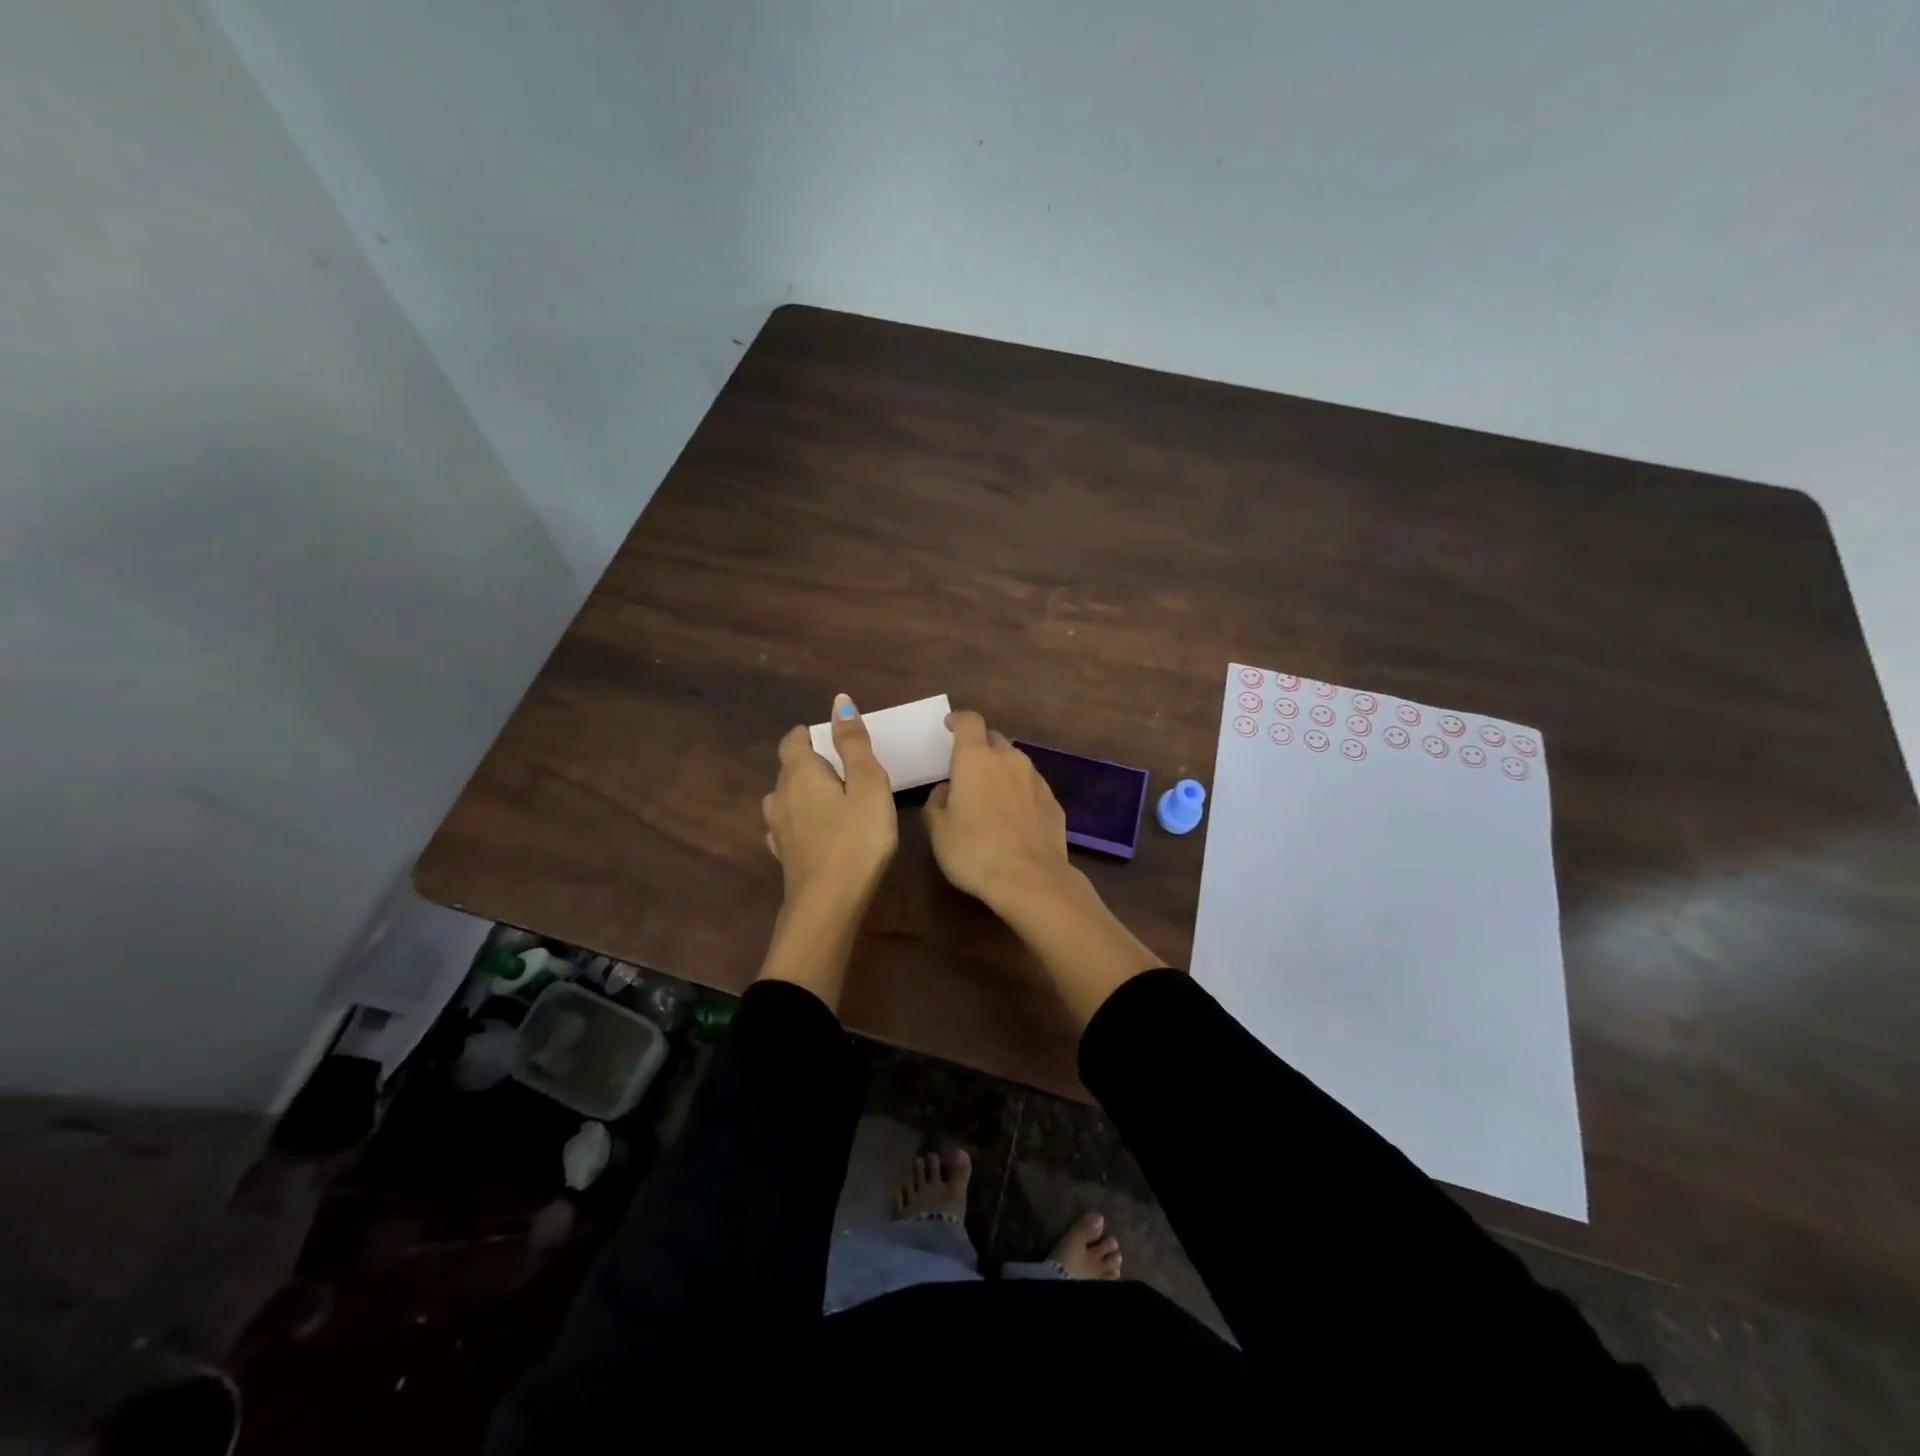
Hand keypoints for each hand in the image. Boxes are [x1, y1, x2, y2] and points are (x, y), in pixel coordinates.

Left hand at [762, 694, 898, 910]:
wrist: (828, 904)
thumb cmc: (856, 839)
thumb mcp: (868, 785)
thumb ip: (854, 743)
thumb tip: (839, 702)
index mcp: (800, 773)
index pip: (793, 741)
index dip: (809, 734)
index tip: (832, 739)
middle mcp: (781, 795)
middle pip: (787, 768)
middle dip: (810, 762)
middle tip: (844, 769)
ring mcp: (777, 828)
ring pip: (784, 797)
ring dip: (802, 792)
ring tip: (830, 800)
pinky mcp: (782, 854)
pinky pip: (786, 825)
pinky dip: (799, 820)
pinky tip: (814, 831)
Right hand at [926, 707, 1162, 1027]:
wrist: (1031, 880)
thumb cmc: (975, 851)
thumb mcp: (938, 830)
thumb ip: (937, 802)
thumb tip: (947, 790)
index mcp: (976, 758)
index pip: (969, 722)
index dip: (958, 720)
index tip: (949, 726)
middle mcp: (1009, 759)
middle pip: (993, 739)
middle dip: (979, 748)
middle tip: (966, 770)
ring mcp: (1036, 779)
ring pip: (1014, 763)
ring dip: (1001, 772)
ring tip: (990, 797)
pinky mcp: (1054, 802)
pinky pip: (1030, 787)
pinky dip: (1019, 794)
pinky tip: (1013, 819)